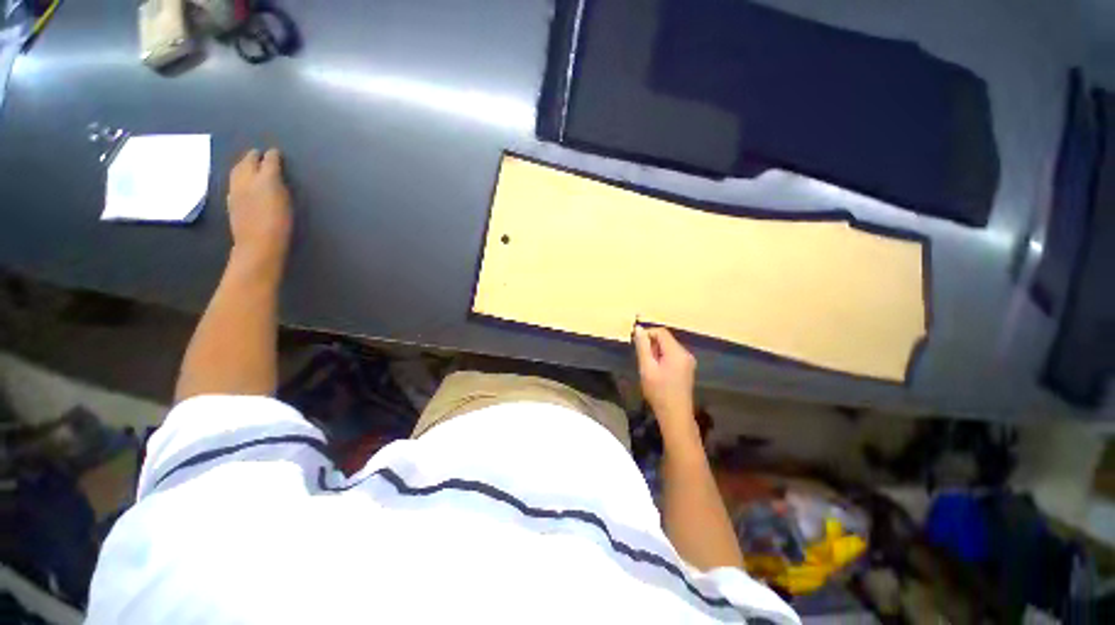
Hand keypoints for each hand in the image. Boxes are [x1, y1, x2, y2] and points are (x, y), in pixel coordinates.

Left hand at [227, 148, 292, 270]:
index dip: (273, 156)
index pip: (269, 161)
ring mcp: (236, 190)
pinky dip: (238, 177)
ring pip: (237, 170)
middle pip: (248, 162)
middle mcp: (247, 180)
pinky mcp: (231, 201)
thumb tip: (274, 174)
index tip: (276, 153)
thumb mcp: (286, 200)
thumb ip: (279, 184)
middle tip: (259, 154)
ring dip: (243, 164)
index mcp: (265, 178)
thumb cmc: (281, 224)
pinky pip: (233, 182)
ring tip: (248, 163)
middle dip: (254, 157)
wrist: (258, 244)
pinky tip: (241, 181)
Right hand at [633, 326, 696, 433]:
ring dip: (656, 351)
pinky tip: (656, 370)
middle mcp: (685, 353)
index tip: (635, 344)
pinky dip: (663, 357)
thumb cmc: (659, 392)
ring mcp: (688, 361)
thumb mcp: (647, 368)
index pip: (661, 332)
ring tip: (647, 365)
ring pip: (669, 347)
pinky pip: (673, 355)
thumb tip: (639, 329)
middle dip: (651, 343)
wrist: (675, 415)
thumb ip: (643, 347)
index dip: (647, 333)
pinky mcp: (687, 368)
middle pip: (666, 338)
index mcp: (677, 352)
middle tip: (641, 357)